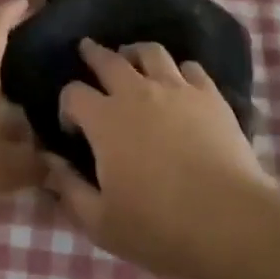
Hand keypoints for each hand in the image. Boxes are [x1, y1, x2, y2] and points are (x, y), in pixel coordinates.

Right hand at [43, 39, 271, 278]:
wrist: (230, 223)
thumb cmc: (159, 228)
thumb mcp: (102, 223)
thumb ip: (69, 190)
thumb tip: (49, 162)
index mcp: (105, 120)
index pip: (73, 93)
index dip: (67, 105)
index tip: (72, 127)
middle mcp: (136, 92)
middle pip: (108, 59)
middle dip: (93, 54)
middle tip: (87, 51)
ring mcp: (176, 89)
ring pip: (150, 52)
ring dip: (135, 53)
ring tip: (133, 60)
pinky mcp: (210, 95)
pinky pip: (190, 68)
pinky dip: (179, 71)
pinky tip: (179, 83)